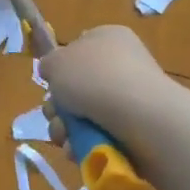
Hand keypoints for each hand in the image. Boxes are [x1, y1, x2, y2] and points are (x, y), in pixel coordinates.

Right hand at [39, 24, 173, 141]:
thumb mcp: (55, 62)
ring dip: (66, 129)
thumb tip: (52, 71)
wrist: (140, 116)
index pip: (79, 47)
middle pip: (78, 86)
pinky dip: (85, 144)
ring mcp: (132, 98)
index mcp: (107, 38)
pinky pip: (102, 135)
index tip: (51, 82)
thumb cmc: (94, 78)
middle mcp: (122, 64)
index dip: (60, 66)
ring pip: (85, 115)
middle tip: (54, 115)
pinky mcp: (138, 129)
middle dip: (59, 107)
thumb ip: (48, 64)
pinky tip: (78, 150)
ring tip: (65, 137)